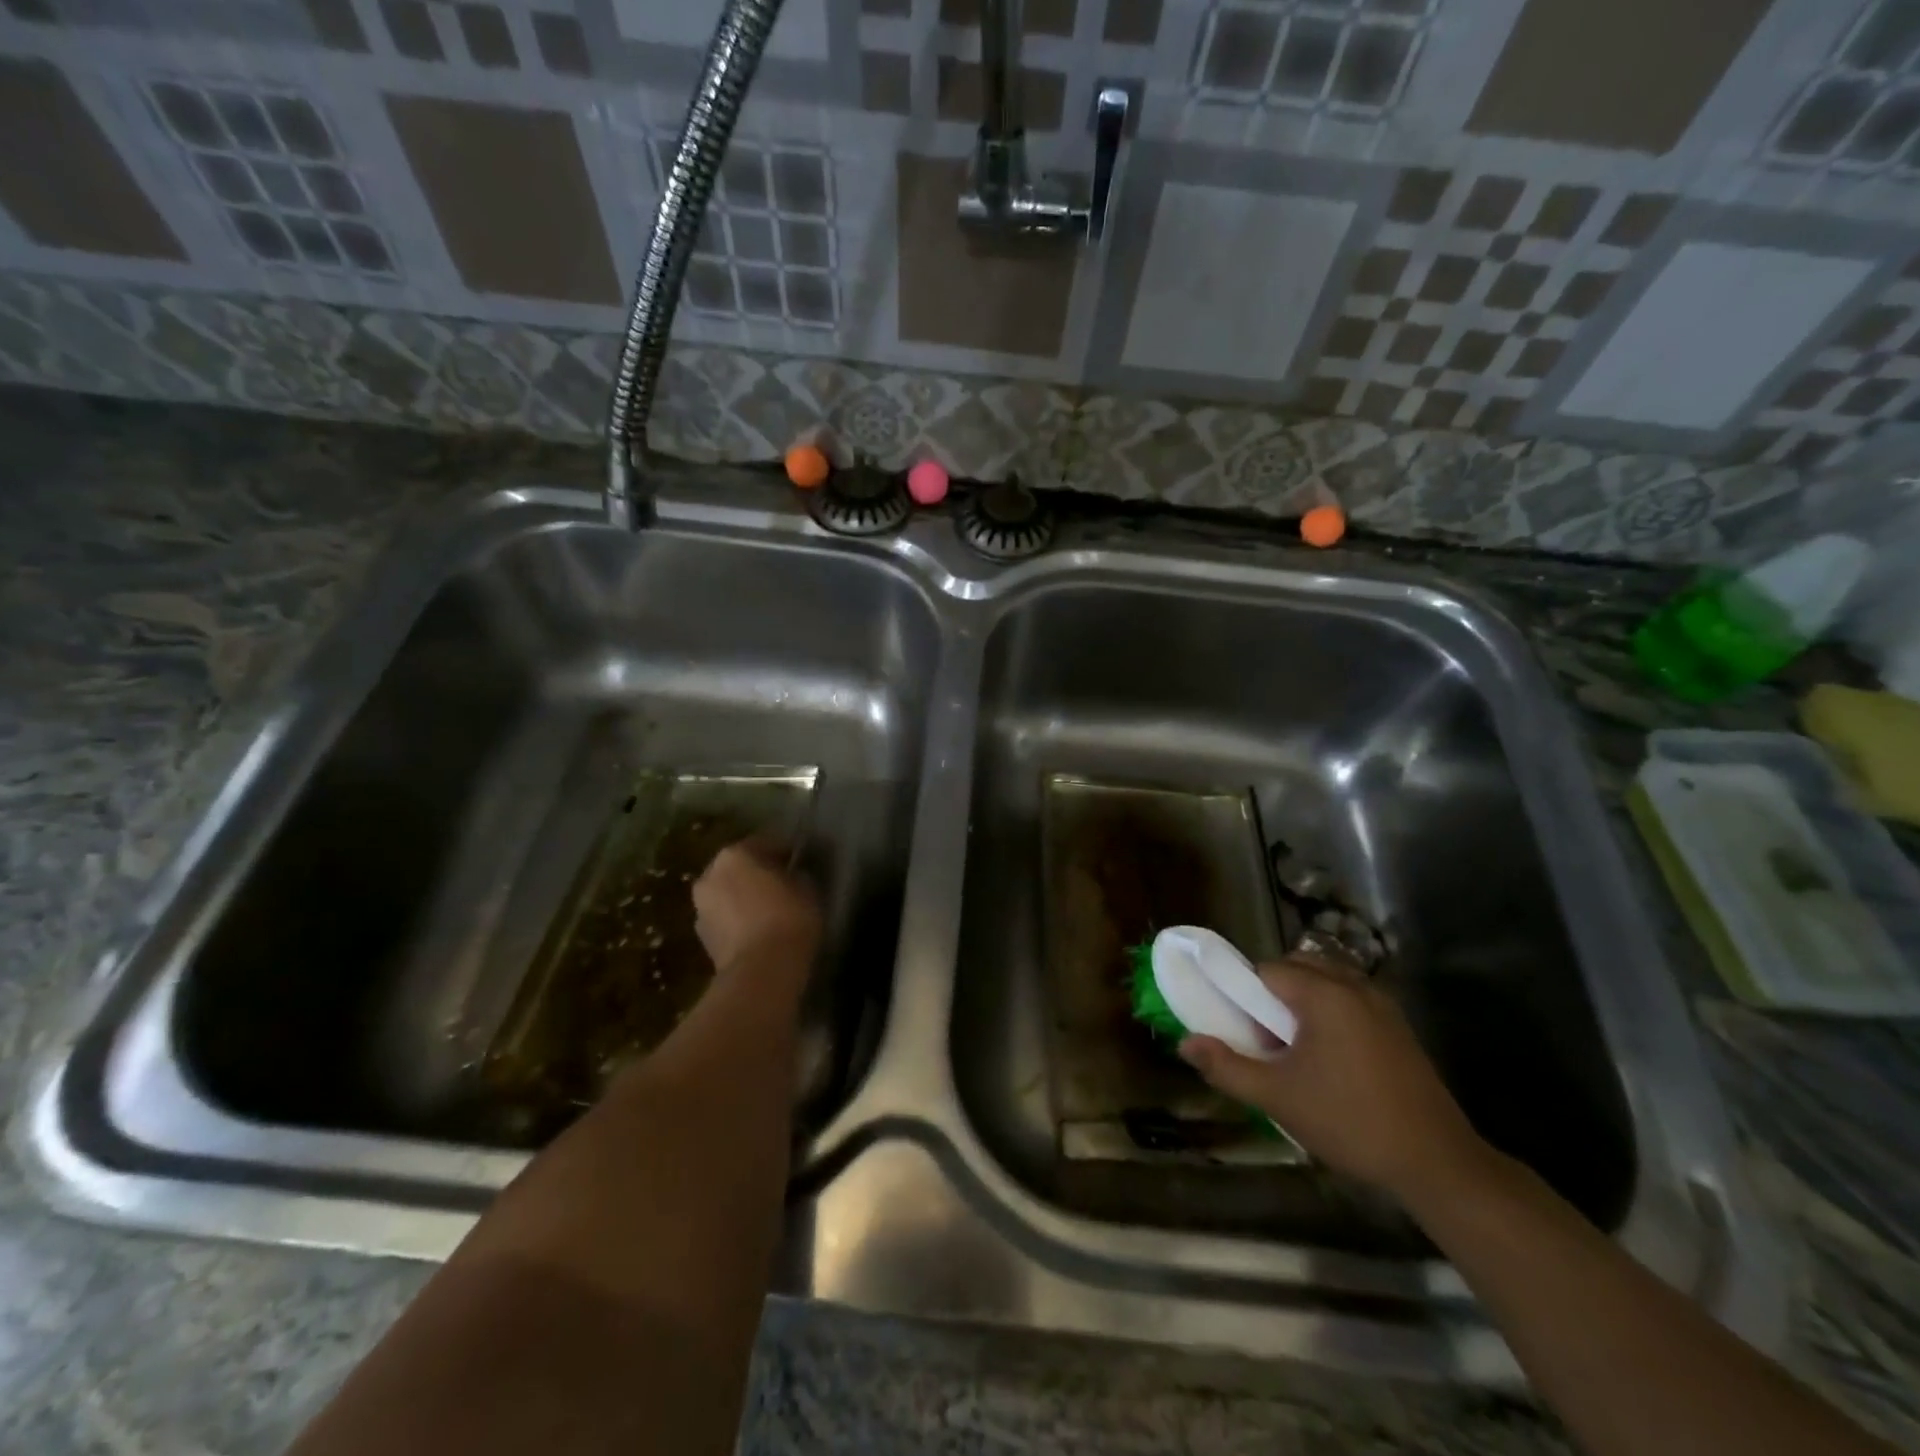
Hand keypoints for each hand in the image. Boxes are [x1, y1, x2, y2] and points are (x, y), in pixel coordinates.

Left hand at [691, 841, 821, 977]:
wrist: (761, 972)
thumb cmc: (788, 918)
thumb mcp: (807, 888)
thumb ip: (797, 874)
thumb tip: (792, 875)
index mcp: (734, 855)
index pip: (765, 843)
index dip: (785, 851)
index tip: (799, 861)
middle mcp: (710, 875)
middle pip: (739, 868)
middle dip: (758, 874)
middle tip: (783, 884)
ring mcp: (701, 908)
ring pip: (728, 894)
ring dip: (745, 898)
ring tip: (770, 911)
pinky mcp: (701, 939)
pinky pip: (725, 920)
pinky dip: (738, 922)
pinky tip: (759, 931)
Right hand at [1179, 957, 1487, 1203]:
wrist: (1437, 1163)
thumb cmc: (1349, 1122)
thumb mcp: (1277, 1097)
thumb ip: (1227, 1066)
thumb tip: (1184, 1044)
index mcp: (1324, 994)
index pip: (1267, 970)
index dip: (1247, 995)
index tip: (1246, 1032)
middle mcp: (1355, 987)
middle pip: (1297, 968)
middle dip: (1274, 995)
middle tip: (1268, 1041)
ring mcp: (1383, 1005)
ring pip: (1326, 982)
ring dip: (1302, 1003)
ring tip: (1297, 1051)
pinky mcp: (1399, 1027)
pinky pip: (1350, 1000)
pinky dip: (1330, 1014)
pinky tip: (1331, 1061)